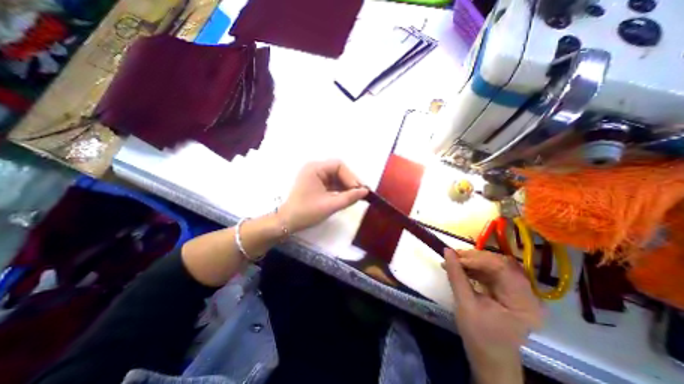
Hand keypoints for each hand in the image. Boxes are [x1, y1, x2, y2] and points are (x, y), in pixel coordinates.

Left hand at [278, 159, 367, 231]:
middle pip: (338, 170)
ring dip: (346, 186)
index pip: (338, 165)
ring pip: (336, 177)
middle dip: (349, 181)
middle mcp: (315, 168)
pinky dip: (340, 189)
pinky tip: (347, 196)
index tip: (358, 190)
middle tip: (360, 193)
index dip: (351, 176)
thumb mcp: (330, 205)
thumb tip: (366, 191)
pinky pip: (332, 183)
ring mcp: (315, 176)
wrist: (288, 222)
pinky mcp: (316, 184)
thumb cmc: (306, 212)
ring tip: (355, 196)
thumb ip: (349, 197)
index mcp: (315, 169)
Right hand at [443, 249, 544, 383]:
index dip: (477, 258)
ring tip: (453, 260)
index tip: (454, 256)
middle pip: (500, 264)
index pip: (503, 268)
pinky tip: (460, 268)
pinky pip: (490, 272)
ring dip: (472, 261)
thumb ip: (456, 276)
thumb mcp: (465, 304)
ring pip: (493, 265)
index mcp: (524, 301)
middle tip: (452, 256)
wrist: (488, 357)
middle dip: (474, 258)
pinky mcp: (507, 290)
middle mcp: (526, 293)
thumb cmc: (479, 335)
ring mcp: (517, 291)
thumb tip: (447, 250)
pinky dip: (474, 268)